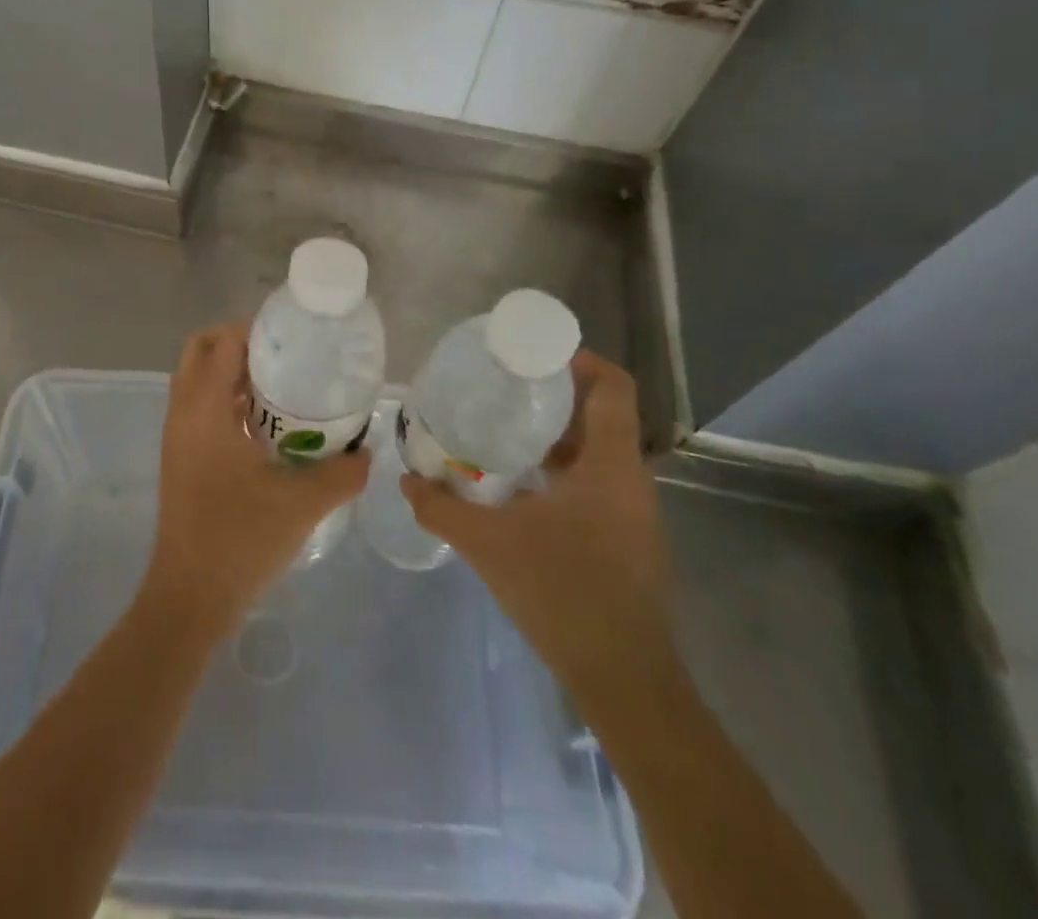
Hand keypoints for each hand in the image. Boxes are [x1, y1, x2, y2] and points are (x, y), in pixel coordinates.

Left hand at [141, 323, 369, 638]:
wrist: (191, 598)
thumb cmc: (240, 540)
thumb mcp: (302, 503)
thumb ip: (342, 472)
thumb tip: (369, 451)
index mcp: (204, 410)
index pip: (222, 342)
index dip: (254, 328)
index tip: (293, 334)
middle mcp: (184, 413)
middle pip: (202, 351)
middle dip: (239, 342)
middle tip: (284, 354)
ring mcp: (178, 437)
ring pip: (199, 380)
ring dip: (233, 371)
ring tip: (283, 382)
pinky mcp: (181, 458)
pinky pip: (201, 407)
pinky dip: (227, 399)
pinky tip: (268, 423)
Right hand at [402, 349, 674, 702]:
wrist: (624, 680)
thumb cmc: (563, 594)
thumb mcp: (490, 545)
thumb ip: (442, 508)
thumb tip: (406, 481)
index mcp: (610, 464)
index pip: (612, 386)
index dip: (579, 359)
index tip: (532, 355)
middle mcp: (629, 478)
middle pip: (601, 413)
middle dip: (553, 395)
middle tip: (502, 387)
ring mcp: (632, 512)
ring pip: (598, 450)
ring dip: (555, 434)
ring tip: (503, 429)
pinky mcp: (626, 539)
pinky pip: (596, 482)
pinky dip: (561, 468)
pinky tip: (520, 485)